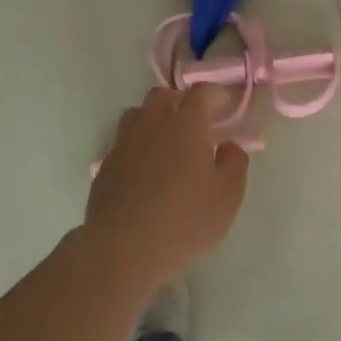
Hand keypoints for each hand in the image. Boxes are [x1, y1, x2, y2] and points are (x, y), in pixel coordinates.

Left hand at [85, 86, 249, 290]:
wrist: (124, 249)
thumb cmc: (185, 220)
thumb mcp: (228, 195)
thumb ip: (234, 163)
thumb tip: (228, 146)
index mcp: (186, 124)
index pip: (200, 92)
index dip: (214, 93)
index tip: (223, 103)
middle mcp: (152, 124)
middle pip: (164, 95)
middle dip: (181, 101)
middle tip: (195, 121)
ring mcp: (124, 143)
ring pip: (138, 114)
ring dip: (154, 118)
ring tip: (166, 139)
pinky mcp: (106, 165)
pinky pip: (123, 141)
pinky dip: (136, 144)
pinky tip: (144, 167)